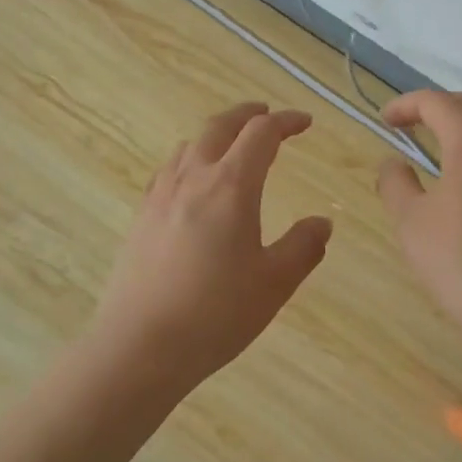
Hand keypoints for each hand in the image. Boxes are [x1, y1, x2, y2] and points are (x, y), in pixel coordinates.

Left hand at [93, 102, 331, 390]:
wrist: (138, 347)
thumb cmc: (215, 313)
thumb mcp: (273, 283)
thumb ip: (303, 247)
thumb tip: (322, 223)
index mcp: (231, 185)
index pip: (261, 134)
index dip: (286, 121)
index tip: (305, 122)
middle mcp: (193, 177)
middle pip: (220, 126)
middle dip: (247, 114)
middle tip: (266, 114)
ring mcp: (161, 195)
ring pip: (190, 145)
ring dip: (216, 135)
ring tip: (231, 147)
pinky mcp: (141, 216)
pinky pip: (169, 169)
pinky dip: (190, 158)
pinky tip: (191, 183)